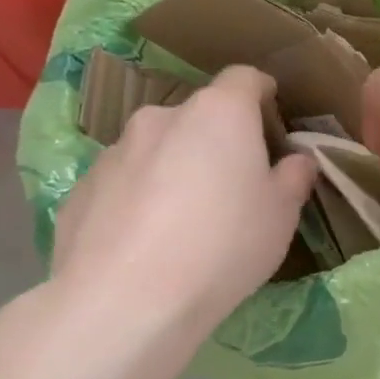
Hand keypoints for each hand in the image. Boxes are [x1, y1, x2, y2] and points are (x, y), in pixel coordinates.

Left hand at [51, 67, 316, 340]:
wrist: (127, 300)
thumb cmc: (225, 244)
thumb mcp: (282, 214)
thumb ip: (294, 177)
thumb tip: (297, 160)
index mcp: (220, 113)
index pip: (245, 78)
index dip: (262, 92)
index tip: (273, 115)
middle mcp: (163, 117)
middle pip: (200, 115)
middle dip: (219, 138)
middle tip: (235, 182)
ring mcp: (115, 150)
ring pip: (159, 147)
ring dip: (177, 166)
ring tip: (187, 217)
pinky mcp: (82, 188)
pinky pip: (125, 181)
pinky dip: (141, 197)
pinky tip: (149, 241)